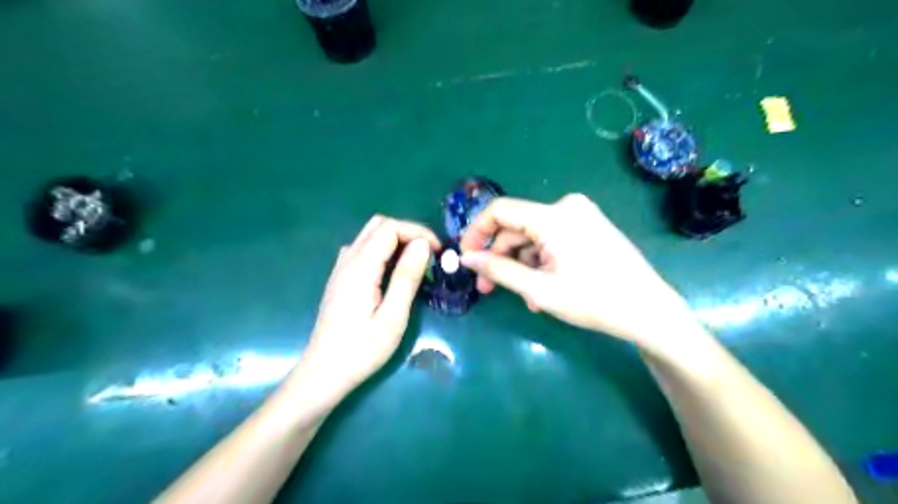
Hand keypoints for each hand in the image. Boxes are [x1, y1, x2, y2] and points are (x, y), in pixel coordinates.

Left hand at [293, 215, 440, 404]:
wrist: (323, 373)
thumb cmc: (361, 350)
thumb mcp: (392, 317)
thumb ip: (406, 277)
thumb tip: (423, 245)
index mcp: (360, 268)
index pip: (390, 228)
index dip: (418, 232)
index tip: (438, 252)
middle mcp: (347, 260)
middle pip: (378, 225)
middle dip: (408, 233)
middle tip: (429, 256)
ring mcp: (341, 268)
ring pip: (370, 235)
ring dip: (396, 240)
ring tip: (415, 263)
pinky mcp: (340, 278)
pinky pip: (363, 249)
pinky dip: (383, 250)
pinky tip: (392, 272)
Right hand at [459, 194, 697, 349]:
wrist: (649, 310)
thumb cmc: (593, 300)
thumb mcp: (539, 289)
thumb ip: (498, 270)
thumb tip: (466, 259)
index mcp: (553, 215)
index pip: (499, 211)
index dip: (476, 232)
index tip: (465, 257)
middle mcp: (566, 206)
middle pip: (516, 227)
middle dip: (499, 257)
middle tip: (488, 288)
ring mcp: (580, 216)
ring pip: (533, 237)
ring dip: (521, 265)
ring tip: (523, 297)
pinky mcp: (589, 227)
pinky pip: (552, 240)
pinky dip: (540, 262)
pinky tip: (541, 289)